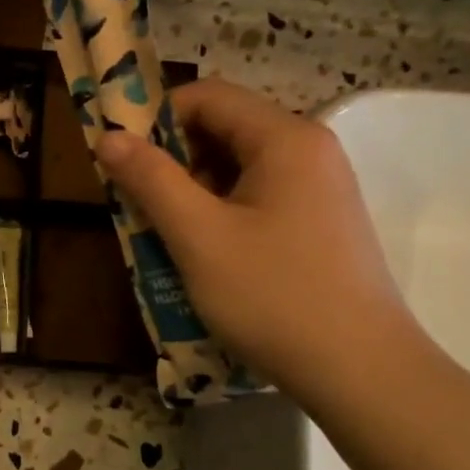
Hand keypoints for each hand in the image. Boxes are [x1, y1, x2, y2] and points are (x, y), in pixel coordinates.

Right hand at [95, 78, 416, 392]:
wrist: (361, 372)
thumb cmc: (273, 296)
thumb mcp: (198, 236)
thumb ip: (150, 180)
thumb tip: (108, 136)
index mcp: (285, 139)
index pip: (208, 97)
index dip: (155, 119)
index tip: (121, 160)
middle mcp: (309, 151)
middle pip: (224, 130)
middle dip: (172, 161)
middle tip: (138, 206)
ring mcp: (320, 189)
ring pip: (238, 169)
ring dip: (192, 193)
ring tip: (165, 237)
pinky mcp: (320, 224)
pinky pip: (258, 199)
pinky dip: (221, 215)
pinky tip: (204, 256)